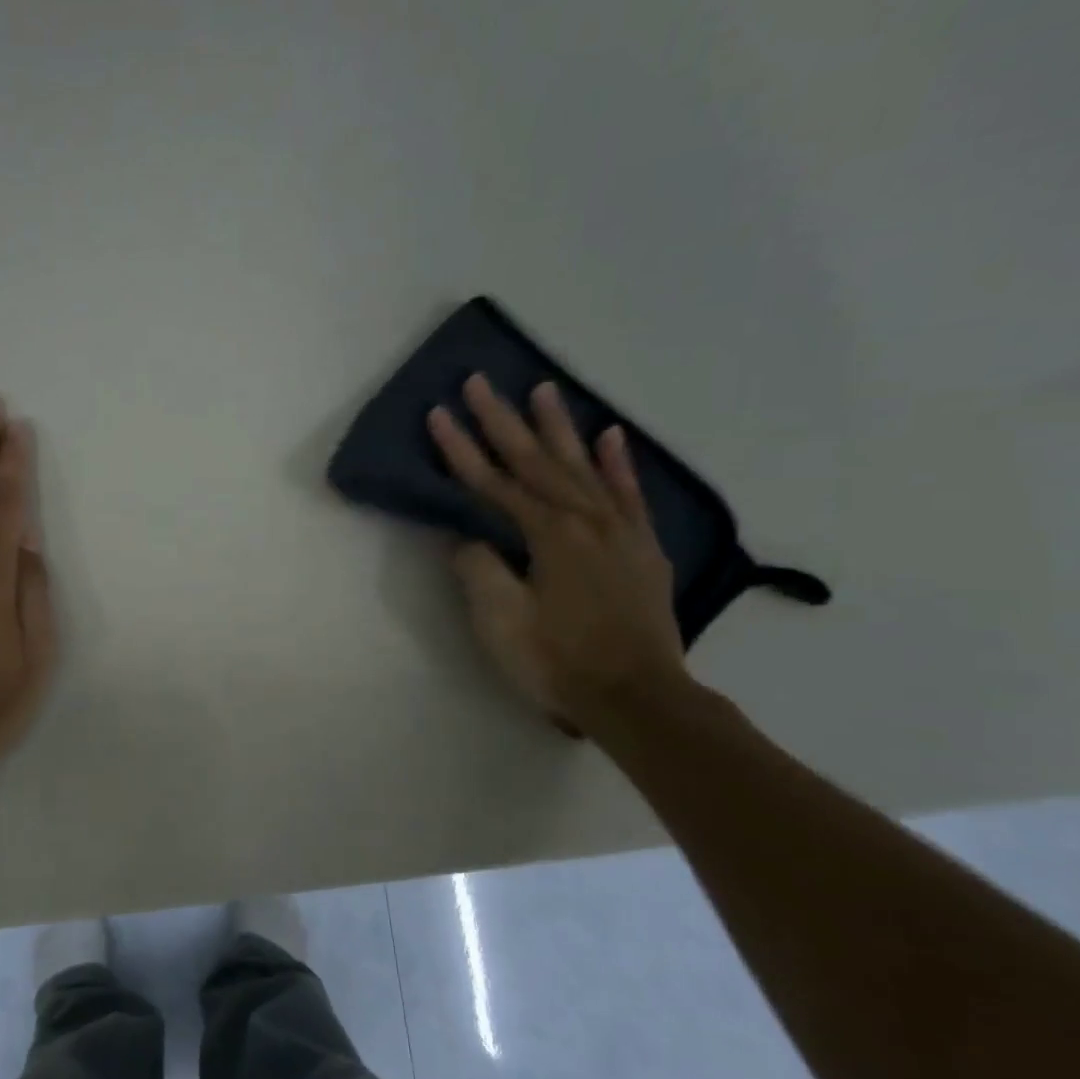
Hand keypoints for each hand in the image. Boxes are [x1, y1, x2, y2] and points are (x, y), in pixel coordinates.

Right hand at [428, 377, 688, 728]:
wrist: (638, 698)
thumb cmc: (558, 661)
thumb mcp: (501, 621)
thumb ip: (479, 569)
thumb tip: (465, 537)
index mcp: (547, 535)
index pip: (493, 483)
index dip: (460, 449)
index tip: (437, 414)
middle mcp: (584, 519)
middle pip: (535, 460)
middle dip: (502, 420)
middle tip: (480, 380)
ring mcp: (619, 530)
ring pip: (583, 465)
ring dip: (558, 426)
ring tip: (543, 387)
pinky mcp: (642, 547)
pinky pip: (628, 492)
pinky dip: (618, 462)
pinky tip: (611, 435)